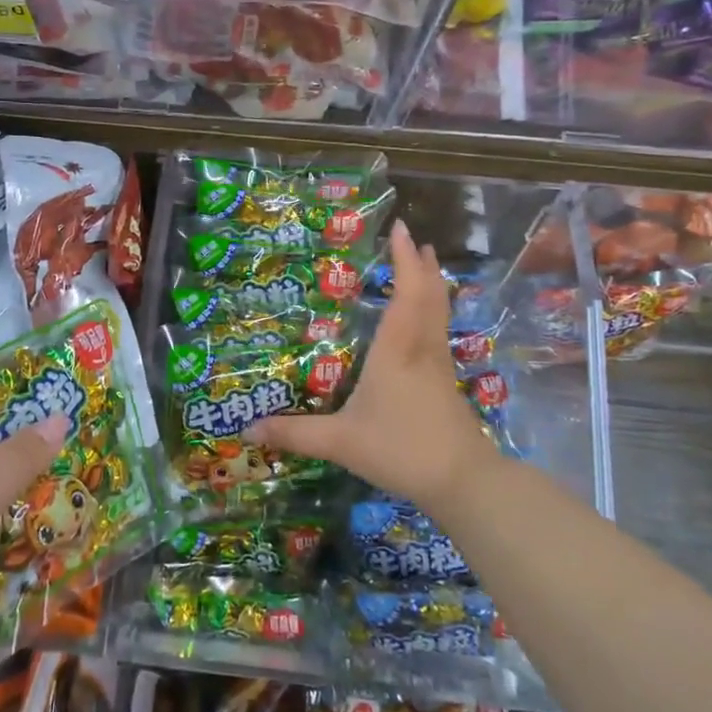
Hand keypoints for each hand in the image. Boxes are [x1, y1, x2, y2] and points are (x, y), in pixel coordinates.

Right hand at [246, 220, 497, 519]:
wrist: (462, 481)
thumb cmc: (401, 449)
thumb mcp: (340, 442)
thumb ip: (296, 433)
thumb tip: (249, 430)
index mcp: (397, 350)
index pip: (406, 293)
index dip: (405, 260)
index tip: (401, 229)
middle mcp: (422, 349)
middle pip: (430, 297)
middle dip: (423, 267)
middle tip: (417, 241)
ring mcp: (439, 367)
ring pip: (440, 314)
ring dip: (432, 287)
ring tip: (425, 269)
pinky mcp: (448, 385)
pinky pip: (440, 334)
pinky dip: (433, 313)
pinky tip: (424, 326)